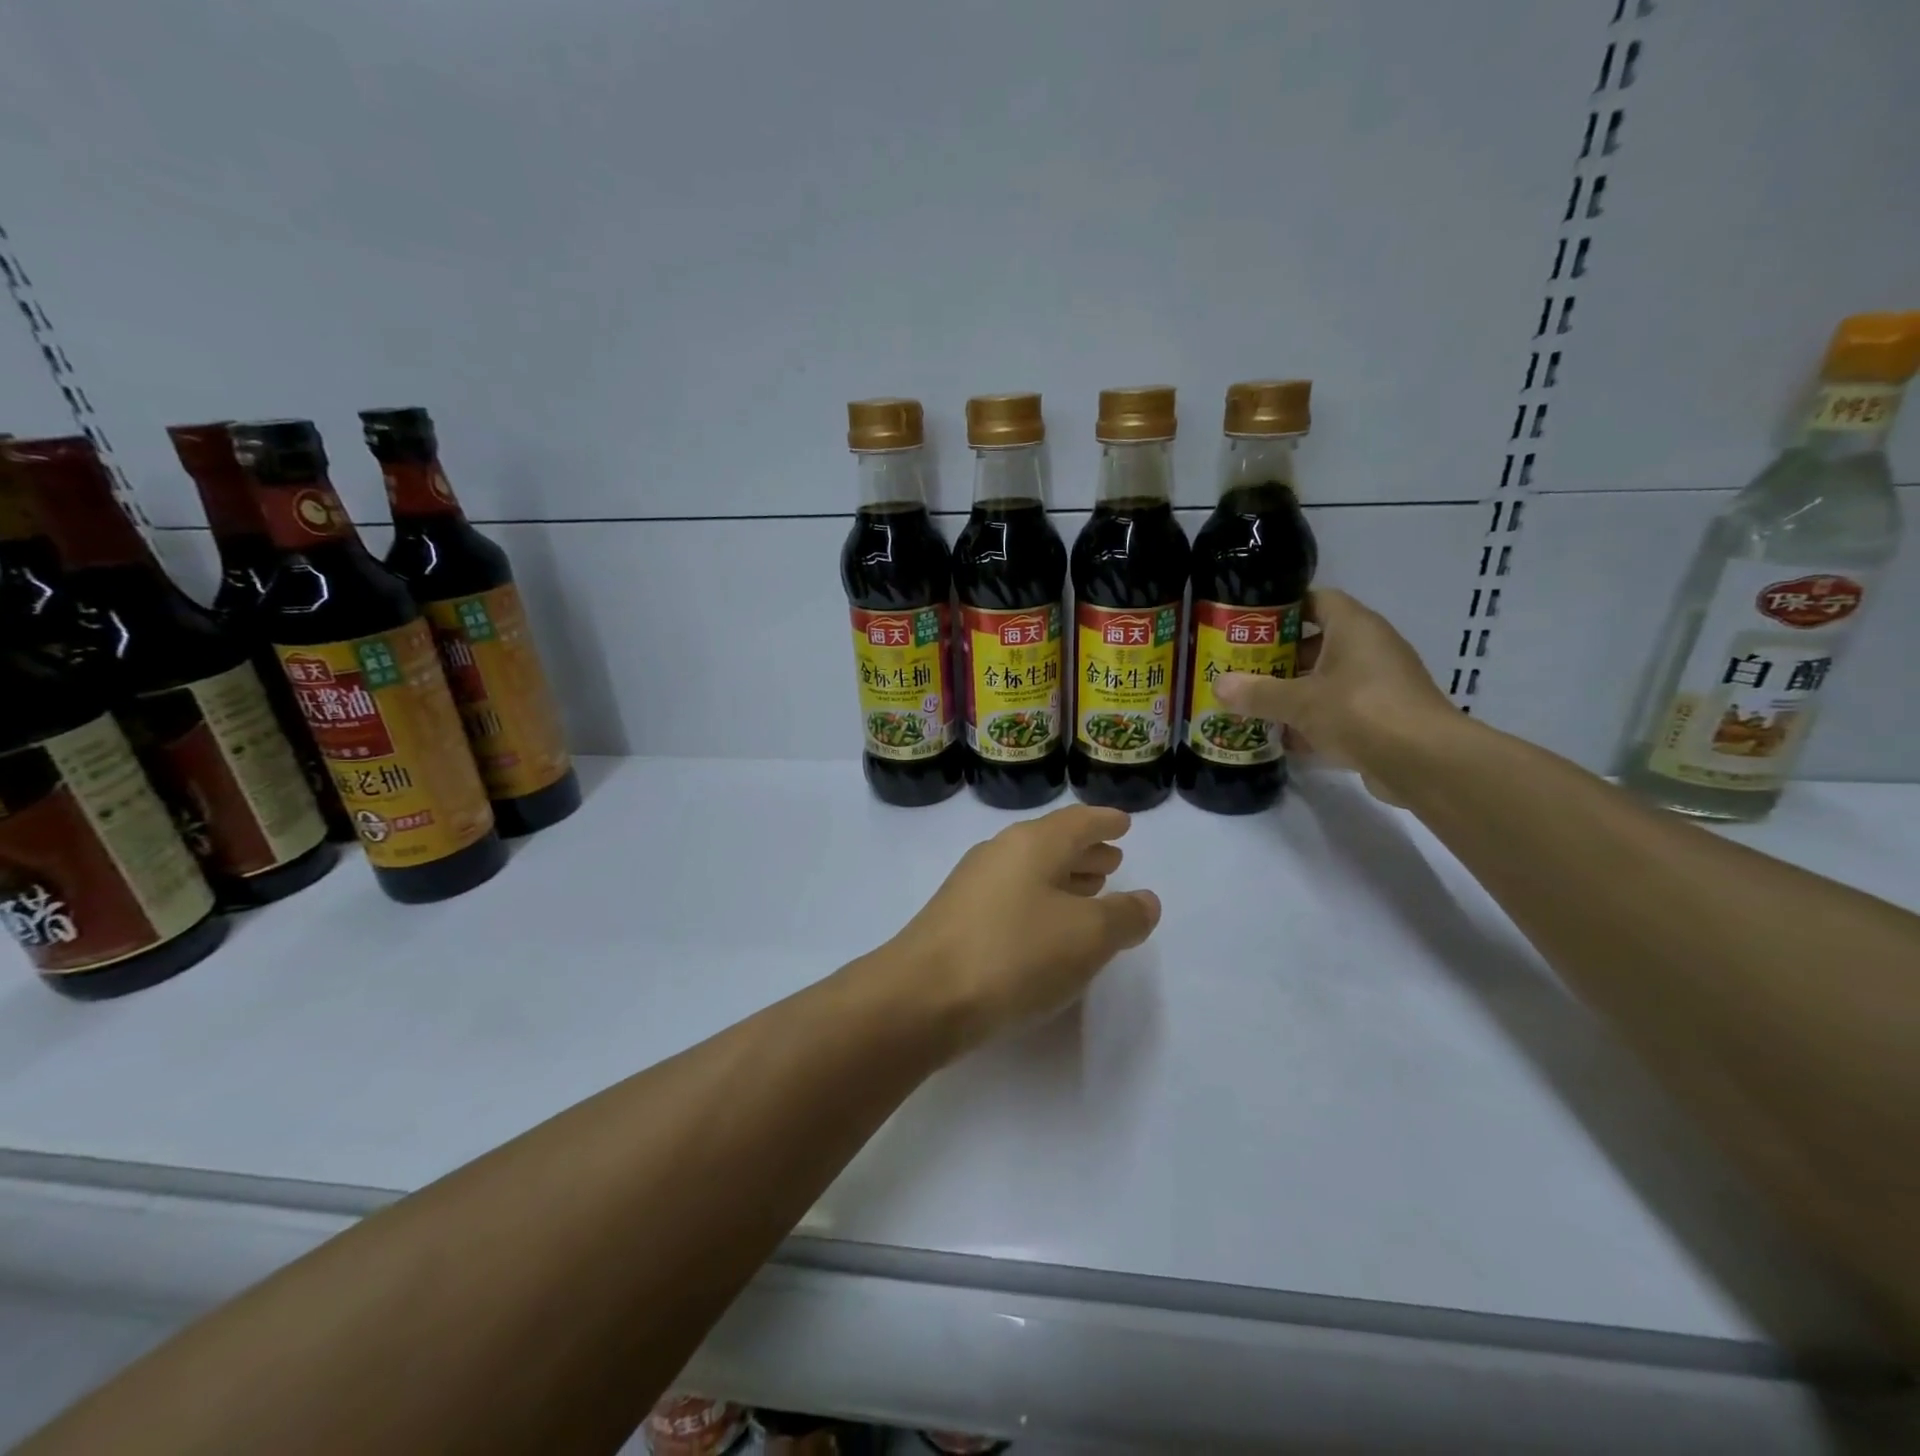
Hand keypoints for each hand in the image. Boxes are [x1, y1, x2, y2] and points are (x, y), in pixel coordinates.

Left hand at [886, 805, 1160, 1053]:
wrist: (923, 997)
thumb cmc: (1014, 954)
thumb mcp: (1087, 936)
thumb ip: (1123, 915)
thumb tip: (1145, 901)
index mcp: (1032, 843)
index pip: (1078, 821)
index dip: (1105, 822)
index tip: (1124, 823)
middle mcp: (1000, 853)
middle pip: (1052, 843)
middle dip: (1086, 851)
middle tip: (1115, 859)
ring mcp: (973, 885)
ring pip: (1031, 871)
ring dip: (1064, 878)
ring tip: (1092, 890)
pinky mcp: (958, 918)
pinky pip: (1013, 896)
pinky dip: (1040, 902)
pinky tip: (1049, 928)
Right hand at [1213, 588, 1457, 804]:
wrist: (1423, 762)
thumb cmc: (1360, 711)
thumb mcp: (1299, 701)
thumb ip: (1257, 693)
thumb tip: (1218, 685)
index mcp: (1354, 627)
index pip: (1316, 600)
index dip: (1282, 608)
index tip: (1248, 625)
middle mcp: (1370, 648)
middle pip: (1317, 642)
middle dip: (1279, 657)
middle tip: (1241, 668)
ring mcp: (1379, 684)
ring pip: (1326, 680)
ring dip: (1293, 692)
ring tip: (1253, 703)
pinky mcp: (1382, 718)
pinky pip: (1339, 711)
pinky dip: (1312, 722)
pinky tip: (1282, 738)